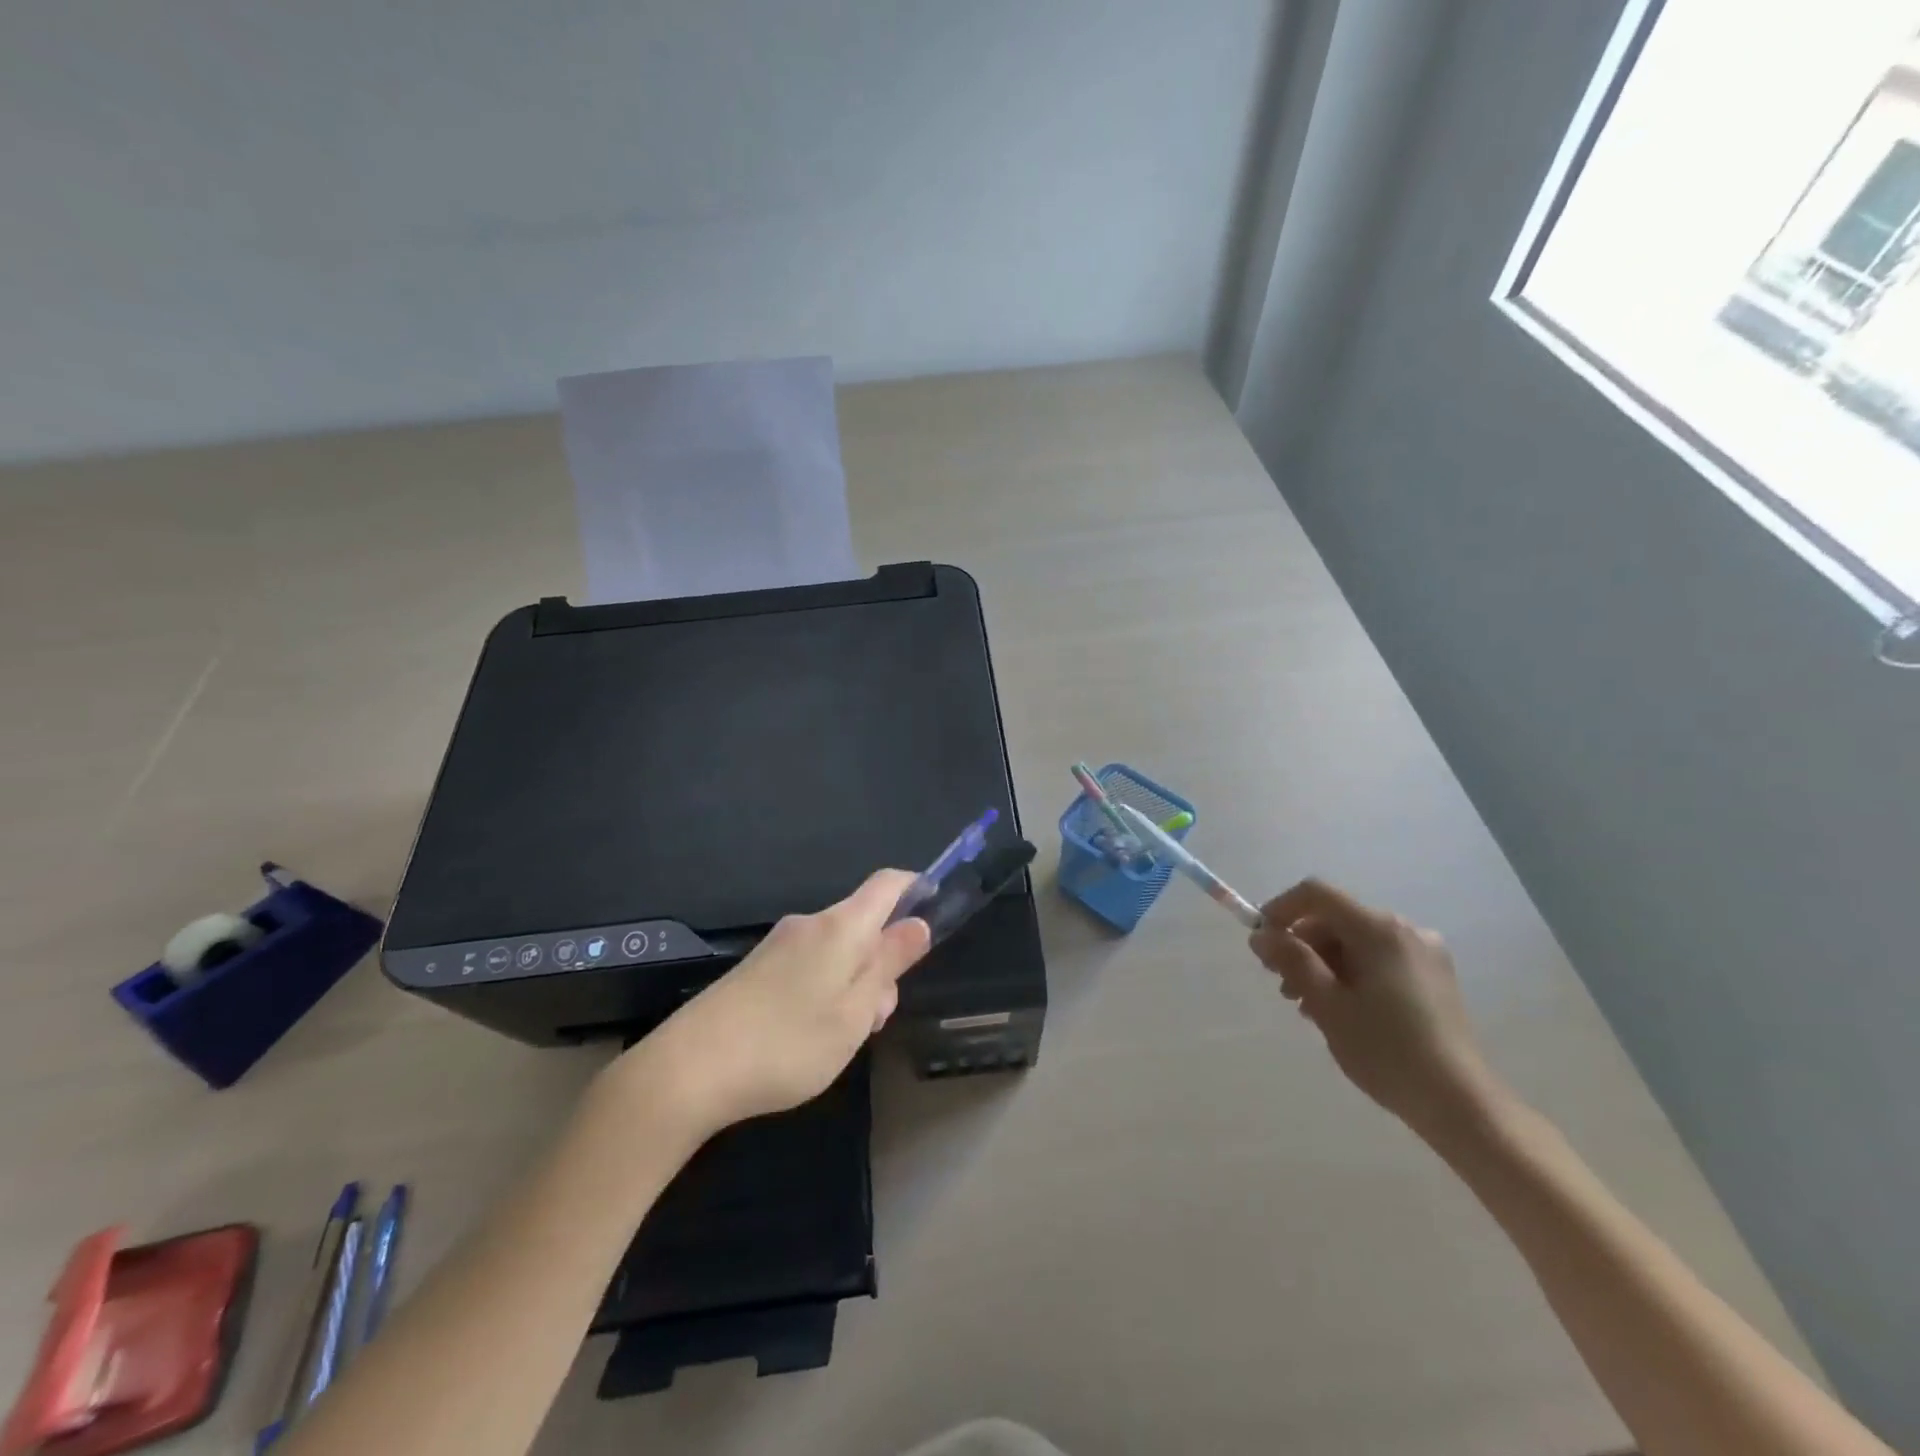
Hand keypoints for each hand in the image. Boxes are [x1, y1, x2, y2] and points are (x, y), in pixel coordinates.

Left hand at [617, 870, 932, 1137]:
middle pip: (863, 924)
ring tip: (842, 1037)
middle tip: (878, 1017)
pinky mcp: (755, 969)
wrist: (687, 1069)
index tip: (936, 910)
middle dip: (883, 960)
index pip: (887, 884)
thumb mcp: (854, 1012)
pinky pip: (809, 965)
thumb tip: (918, 924)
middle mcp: (809, 924)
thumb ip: (889, 964)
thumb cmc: (787, 1043)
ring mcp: (778, 945)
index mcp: (840, 927)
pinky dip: (825, 990)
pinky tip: (809, 1036)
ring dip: (854, 983)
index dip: (916, 888)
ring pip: (837, 951)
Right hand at [1249, 878, 1501, 1136]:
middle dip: (1302, 945)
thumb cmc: (1386, 1050)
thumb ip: (1292, 961)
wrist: (1461, 1103)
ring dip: (1323, 964)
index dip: (1281, 909)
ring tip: (1309, 1006)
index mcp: (1379, 929)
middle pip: (1336, 918)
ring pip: (1355, 941)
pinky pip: (1378, 959)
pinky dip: (1351, 973)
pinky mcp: (1433, 977)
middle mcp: (1404, 929)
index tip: (1262, 943)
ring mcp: (1423, 953)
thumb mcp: (1327, 1004)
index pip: (1317, 894)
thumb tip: (1261, 935)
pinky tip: (1342, 1010)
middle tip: (1283, 986)